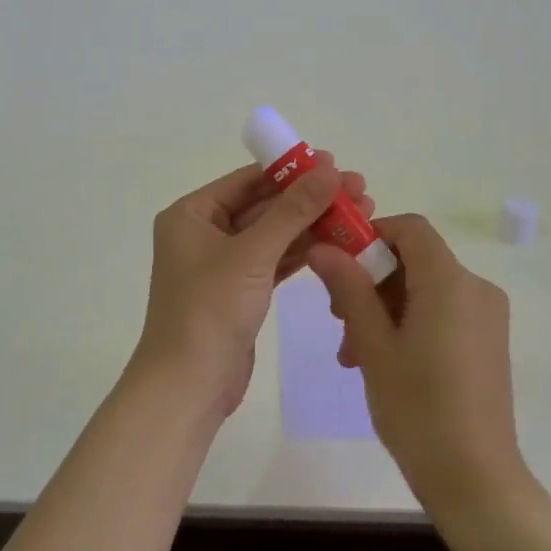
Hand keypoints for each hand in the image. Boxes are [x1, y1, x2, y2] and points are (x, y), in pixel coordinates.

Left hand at [131, 157, 372, 421]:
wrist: (188, 385)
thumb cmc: (210, 310)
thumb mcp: (253, 254)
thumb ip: (292, 211)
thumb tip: (329, 170)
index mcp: (192, 214)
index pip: (248, 179)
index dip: (293, 170)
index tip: (337, 164)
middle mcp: (204, 232)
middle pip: (264, 205)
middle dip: (310, 199)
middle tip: (360, 191)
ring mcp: (222, 263)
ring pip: (274, 235)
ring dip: (313, 225)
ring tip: (361, 215)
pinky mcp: (240, 291)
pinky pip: (275, 261)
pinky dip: (303, 253)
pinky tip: (340, 244)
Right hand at [308, 215, 532, 520]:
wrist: (475, 479)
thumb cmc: (418, 408)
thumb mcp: (373, 345)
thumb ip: (349, 289)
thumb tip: (323, 248)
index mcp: (450, 281)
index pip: (410, 228)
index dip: (370, 236)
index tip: (339, 266)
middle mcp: (475, 288)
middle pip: (415, 260)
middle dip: (371, 281)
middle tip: (339, 321)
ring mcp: (486, 316)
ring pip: (424, 289)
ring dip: (384, 309)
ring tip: (353, 354)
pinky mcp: (487, 341)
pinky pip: (442, 312)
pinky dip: (409, 324)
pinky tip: (382, 362)